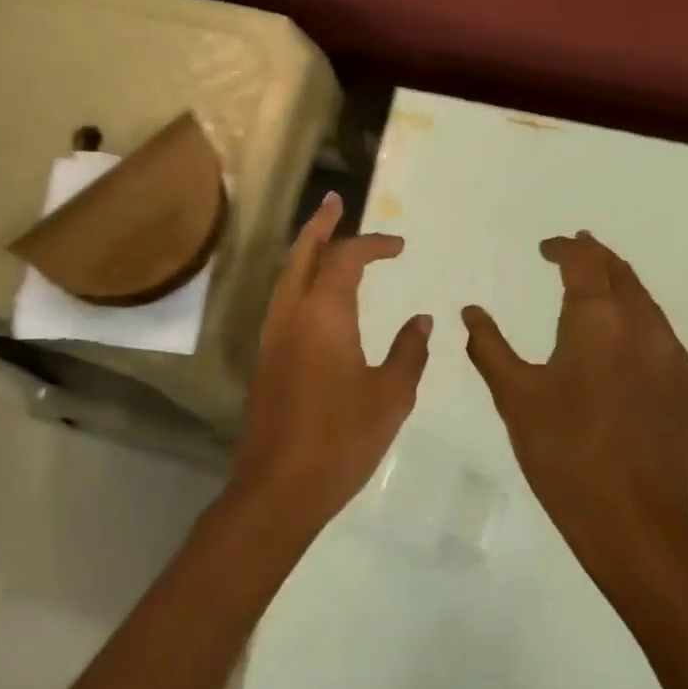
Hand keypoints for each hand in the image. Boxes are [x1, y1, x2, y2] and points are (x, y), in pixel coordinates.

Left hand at [232, 192, 431, 534]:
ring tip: (324, 234)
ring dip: (305, 249)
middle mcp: (291, 314)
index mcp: (324, 314)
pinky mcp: (266, 359)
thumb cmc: (341, 440)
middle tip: (334, 201)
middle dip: (320, 224)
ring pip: (286, 276)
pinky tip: (314, 293)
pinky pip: (282, 300)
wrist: (278, 488)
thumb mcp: (391, 396)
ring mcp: (272, 336)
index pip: (346, 259)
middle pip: (302, 253)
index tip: (399, 246)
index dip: (373, 244)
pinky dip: (298, 279)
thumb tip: (421, 321)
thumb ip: (409, 351)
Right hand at [462, 233, 687, 576]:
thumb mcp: (515, 397)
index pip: (584, 261)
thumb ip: (490, 347)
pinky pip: (665, 345)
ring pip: (649, 306)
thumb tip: (471, 311)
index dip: (564, 248)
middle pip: (622, 274)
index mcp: (598, 320)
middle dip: (597, 258)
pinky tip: (627, 355)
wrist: (635, 522)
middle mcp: (644, 327)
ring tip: (599, 296)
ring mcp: (676, 360)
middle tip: (576, 253)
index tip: (546, 248)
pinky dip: (641, 332)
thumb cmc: (564, 452)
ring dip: (622, 292)